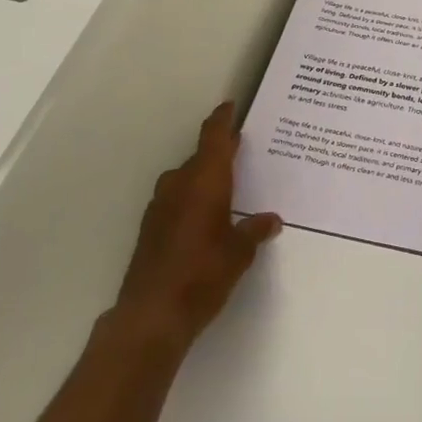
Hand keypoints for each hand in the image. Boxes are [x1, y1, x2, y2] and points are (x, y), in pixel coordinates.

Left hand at [106, 102, 280, 358]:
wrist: (151, 315)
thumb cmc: (203, 274)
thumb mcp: (240, 252)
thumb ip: (255, 230)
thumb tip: (271, 220)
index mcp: (205, 180)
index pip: (214, 137)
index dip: (222, 119)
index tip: (230, 106)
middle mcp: (179, 185)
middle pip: (201, 157)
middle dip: (220, 153)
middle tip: (243, 153)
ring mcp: (160, 206)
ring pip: (186, 179)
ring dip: (204, 178)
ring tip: (227, 189)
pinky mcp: (150, 228)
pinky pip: (176, 199)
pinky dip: (191, 199)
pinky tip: (205, 218)